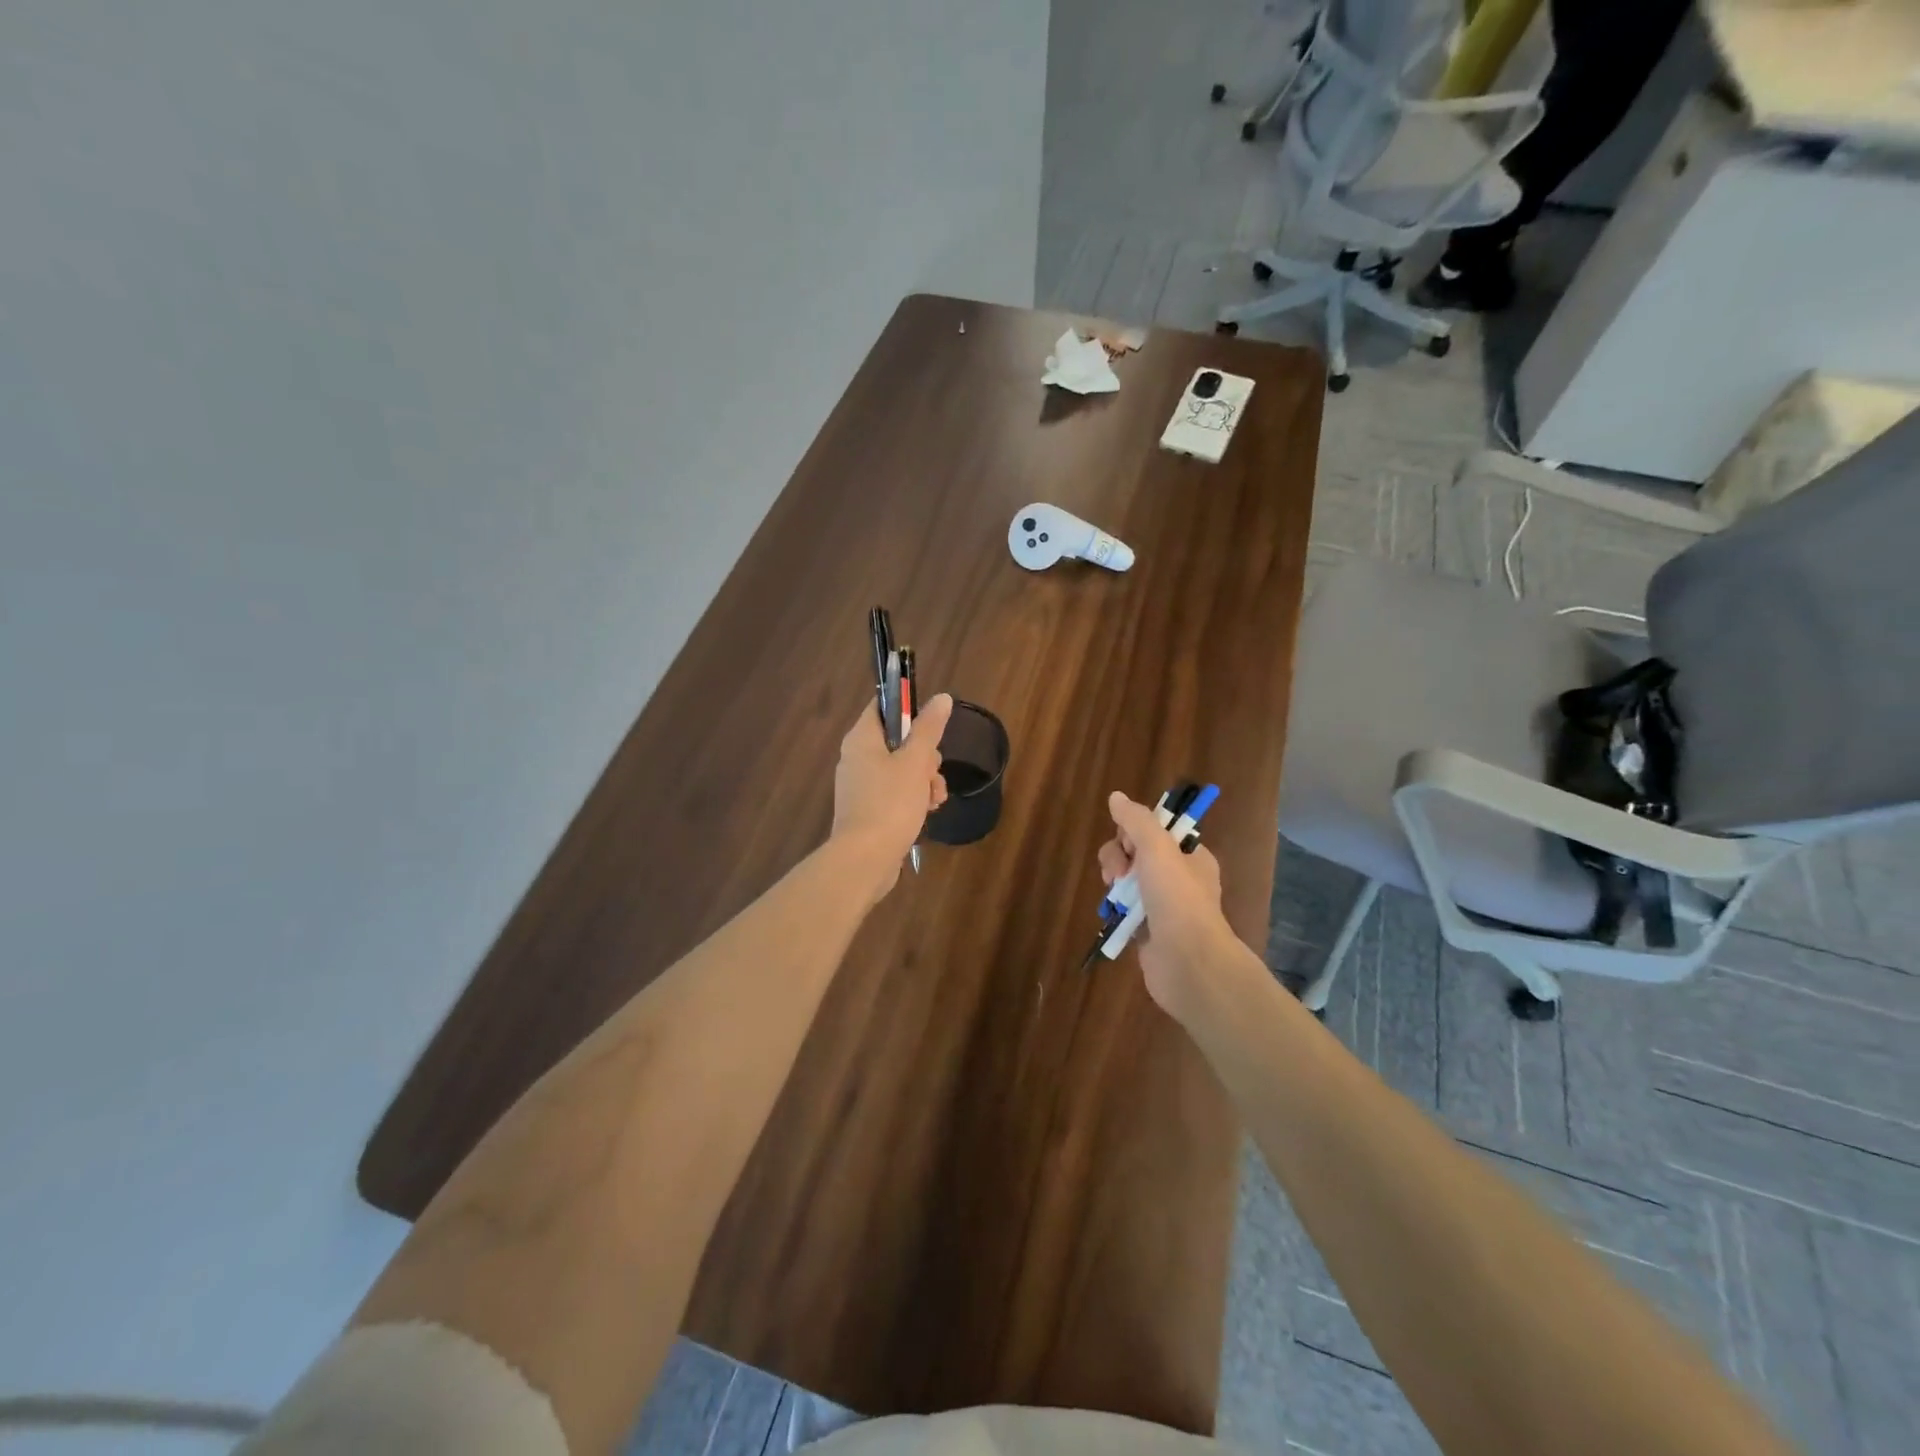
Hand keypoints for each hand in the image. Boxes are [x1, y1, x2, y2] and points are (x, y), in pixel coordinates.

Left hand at [832, 693, 952, 895]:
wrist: (866, 859)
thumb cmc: (890, 803)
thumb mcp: (915, 761)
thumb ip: (929, 728)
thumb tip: (942, 698)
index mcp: (862, 739)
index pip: (883, 706)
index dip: (908, 707)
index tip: (932, 724)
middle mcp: (856, 758)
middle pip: (898, 740)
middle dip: (925, 756)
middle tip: (932, 771)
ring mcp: (861, 786)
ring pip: (901, 769)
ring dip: (925, 780)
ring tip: (935, 798)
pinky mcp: (868, 810)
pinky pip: (895, 792)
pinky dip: (914, 798)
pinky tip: (928, 811)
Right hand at [1097, 791, 1239, 1020]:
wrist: (1188, 962)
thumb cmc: (1178, 899)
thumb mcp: (1158, 848)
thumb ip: (1136, 820)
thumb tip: (1116, 797)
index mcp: (1190, 856)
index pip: (1156, 830)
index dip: (1135, 832)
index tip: (1130, 845)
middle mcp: (1178, 878)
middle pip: (1136, 853)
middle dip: (1119, 857)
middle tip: (1118, 873)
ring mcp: (1162, 905)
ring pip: (1127, 880)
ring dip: (1114, 881)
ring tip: (1114, 894)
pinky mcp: (1147, 929)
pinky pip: (1125, 908)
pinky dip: (1116, 907)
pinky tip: (1112, 913)